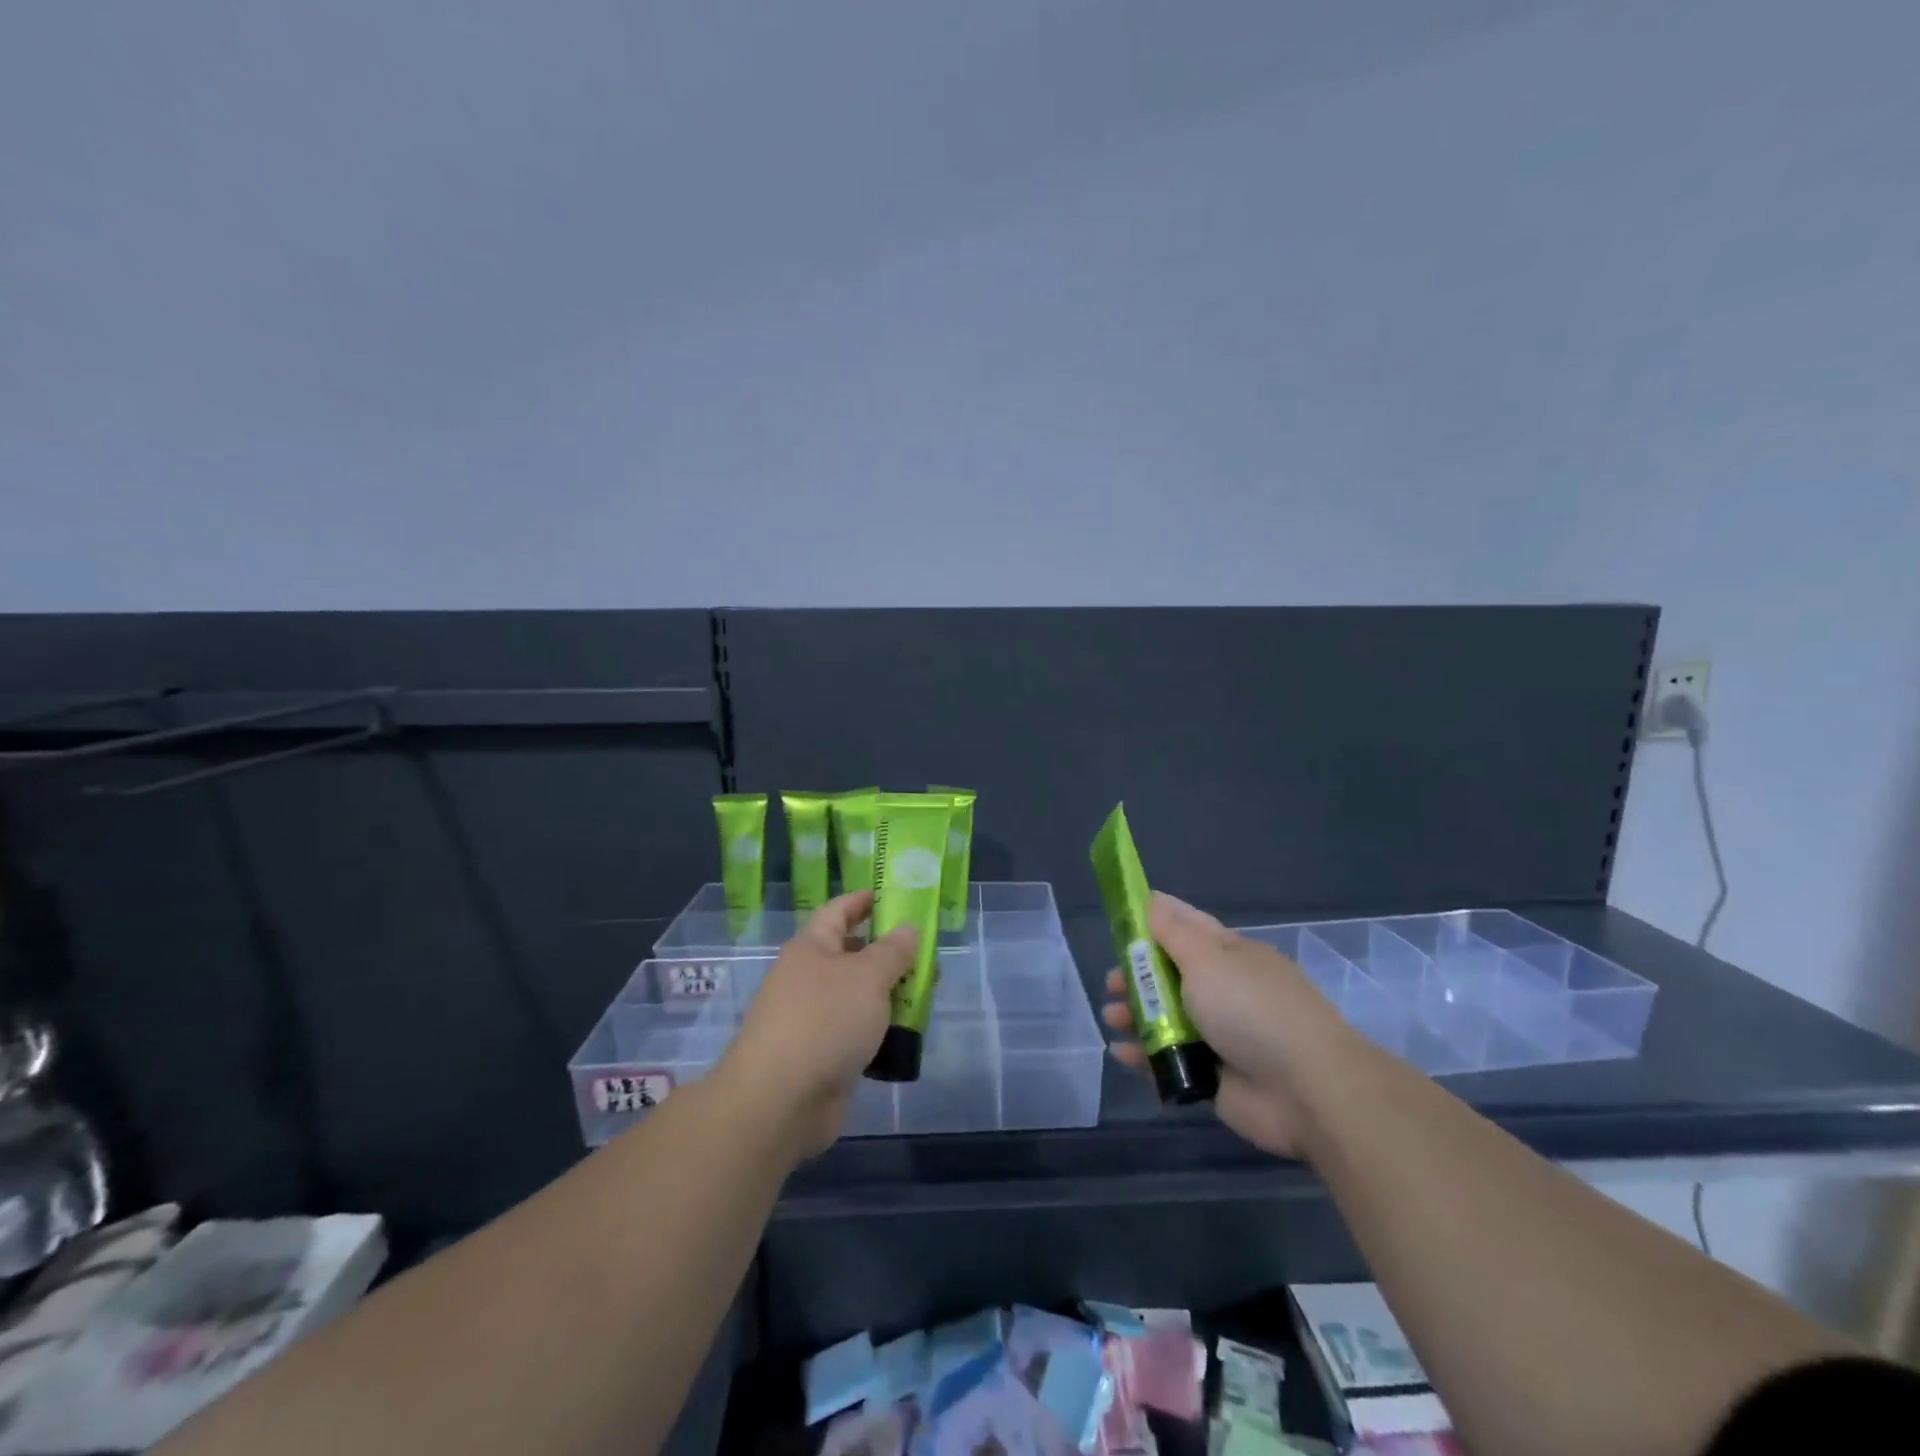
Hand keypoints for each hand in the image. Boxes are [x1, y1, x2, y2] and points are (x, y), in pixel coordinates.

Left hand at [719, 890, 915, 1158]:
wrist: (779, 1101)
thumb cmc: (824, 1021)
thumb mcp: (867, 977)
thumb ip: (892, 951)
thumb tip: (907, 929)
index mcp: (811, 947)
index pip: (839, 910)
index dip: (865, 900)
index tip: (897, 896)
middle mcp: (808, 977)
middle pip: (853, 954)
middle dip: (889, 952)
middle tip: (927, 953)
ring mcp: (813, 1018)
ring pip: (859, 995)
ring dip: (890, 993)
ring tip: (927, 994)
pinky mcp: (822, 1055)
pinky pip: (858, 1031)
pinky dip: (881, 1029)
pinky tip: (908, 1033)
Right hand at [1102, 891, 1361, 1157]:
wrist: (1308, 1091)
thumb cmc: (1252, 1010)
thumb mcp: (1208, 960)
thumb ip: (1174, 933)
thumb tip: (1153, 899)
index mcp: (1231, 955)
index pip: (1188, 928)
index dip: (1154, 923)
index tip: (1121, 924)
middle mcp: (1225, 990)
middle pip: (1171, 976)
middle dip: (1137, 976)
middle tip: (1111, 983)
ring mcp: (1220, 1035)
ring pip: (1167, 1019)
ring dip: (1136, 1015)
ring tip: (1113, 1018)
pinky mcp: (1214, 1076)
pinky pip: (1171, 1061)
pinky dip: (1145, 1057)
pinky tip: (1123, 1054)